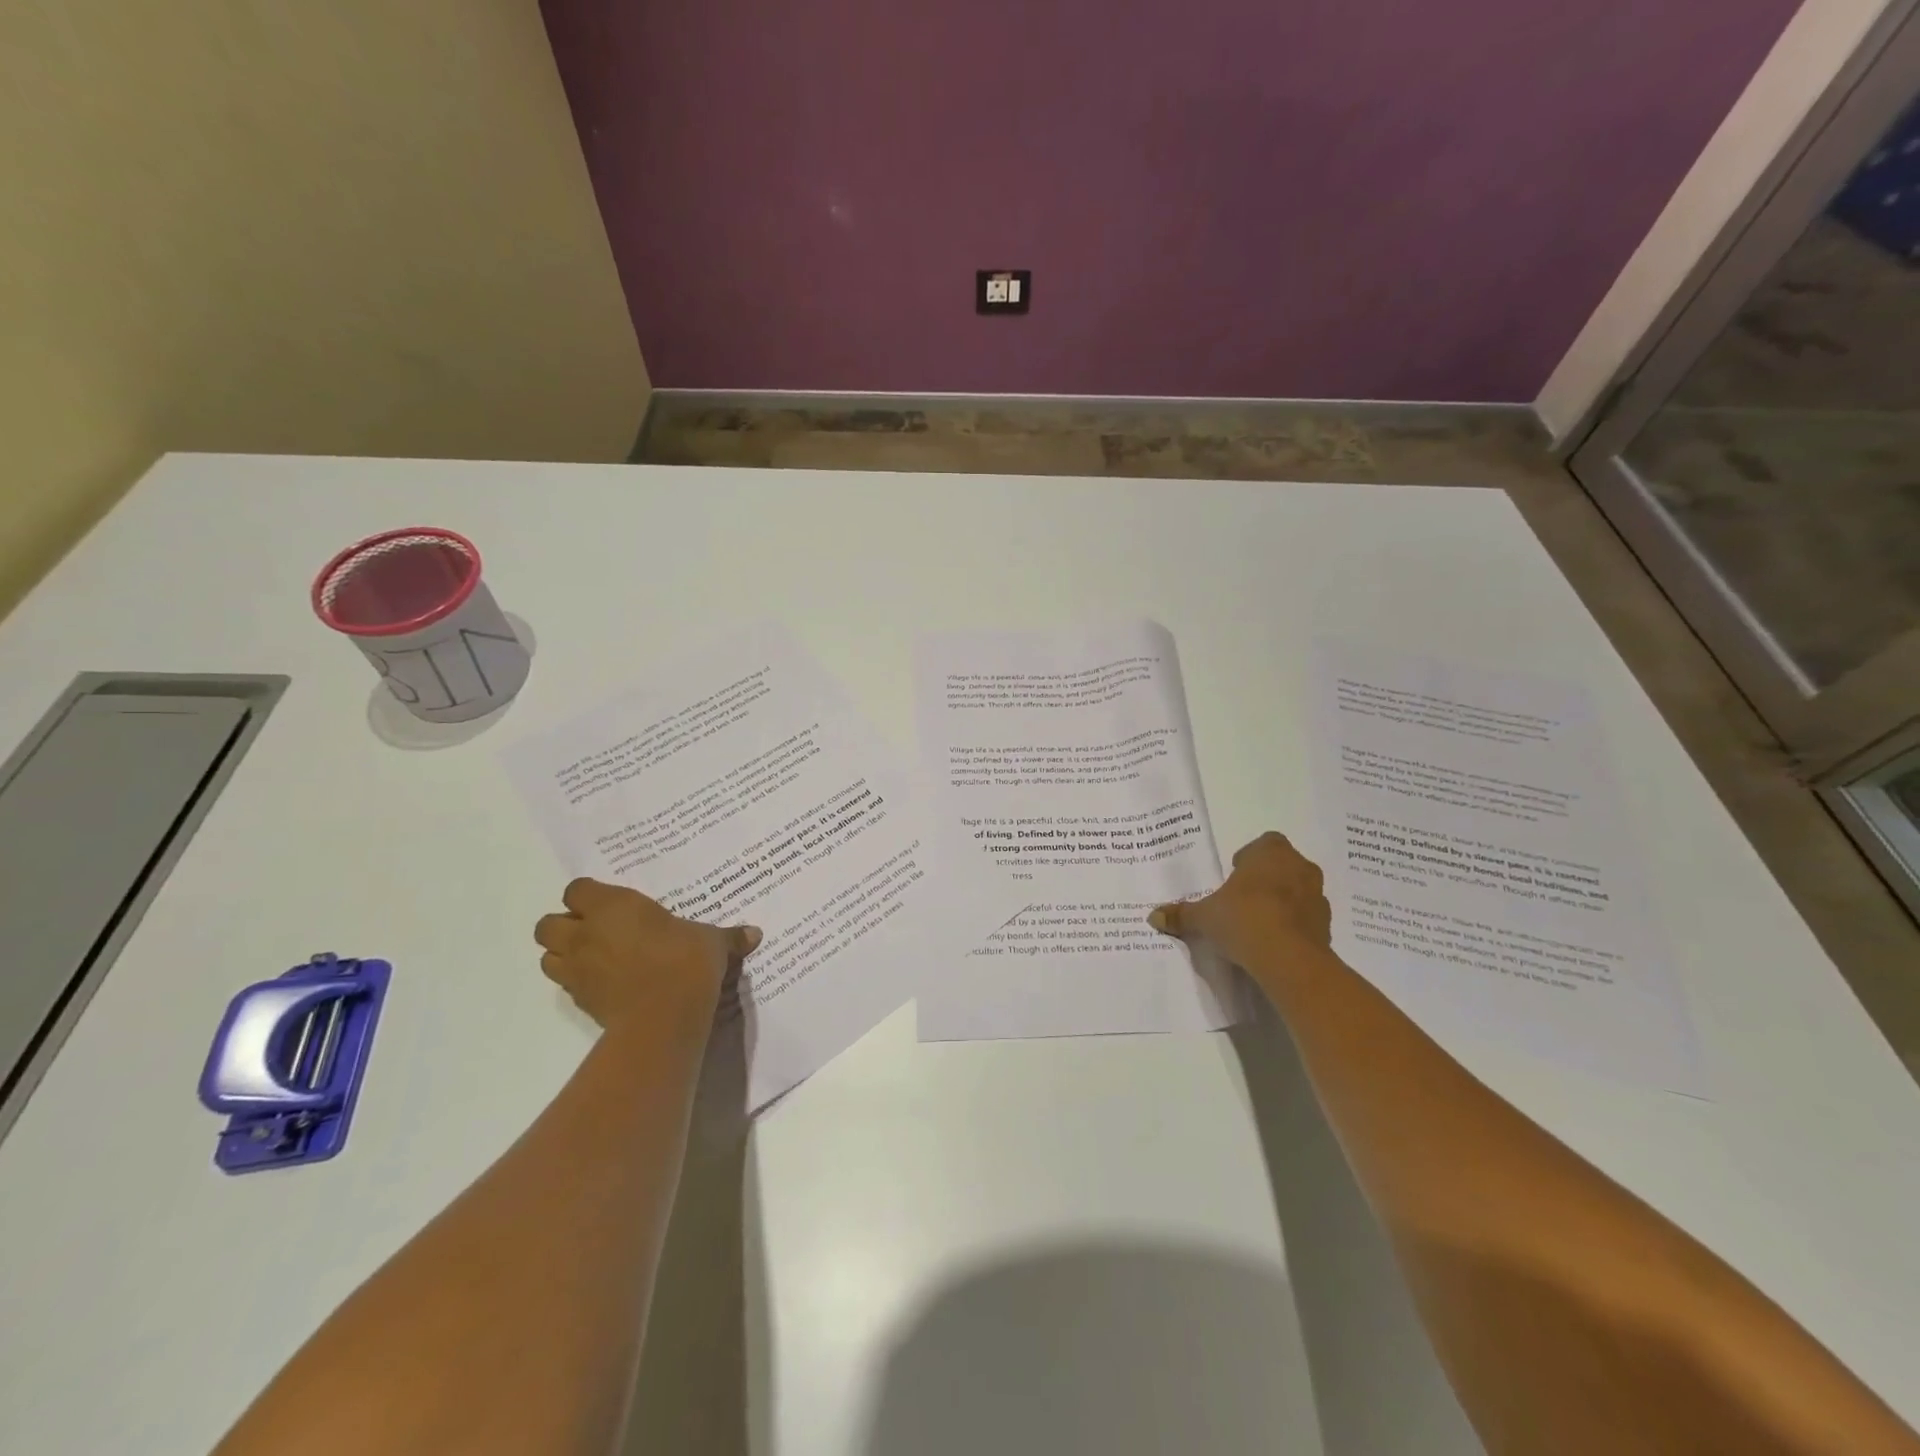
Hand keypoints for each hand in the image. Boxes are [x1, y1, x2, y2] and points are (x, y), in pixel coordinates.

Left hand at [533, 878, 760, 1032]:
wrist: (664, 1016)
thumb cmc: (685, 961)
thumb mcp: (712, 941)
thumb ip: (728, 936)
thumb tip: (755, 933)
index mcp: (613, 906)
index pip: (577, 889)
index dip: (588, 895)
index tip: (611, 903)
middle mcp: (586, 933)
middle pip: (547, 924)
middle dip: (565, 926)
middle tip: (596, 930)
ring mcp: (578, 969)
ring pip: (547, 956)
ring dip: (563, 955)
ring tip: (594, 958)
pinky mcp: (579, 1000)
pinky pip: (565, 986)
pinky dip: (577, 982)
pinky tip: (605, 984)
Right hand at [1149, 831, 1331, 978]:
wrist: (1289, 960)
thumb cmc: (1244, 919)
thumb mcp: (1204, 917)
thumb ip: (1182, 914)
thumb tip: (1154, 916)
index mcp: (1271, 853)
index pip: (1265, 843)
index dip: (1250, 858)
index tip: (1235, 876)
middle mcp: (1299, 867)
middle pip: (1283, 866)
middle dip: (1266, 879)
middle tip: (1243, 899)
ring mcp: (1318, 897)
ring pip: (1298, 892)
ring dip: (1282, 902)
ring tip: (1258, 924)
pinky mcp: (1327, 927)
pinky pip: (1307, 919)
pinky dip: (1294, 926)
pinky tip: (1274, 943)